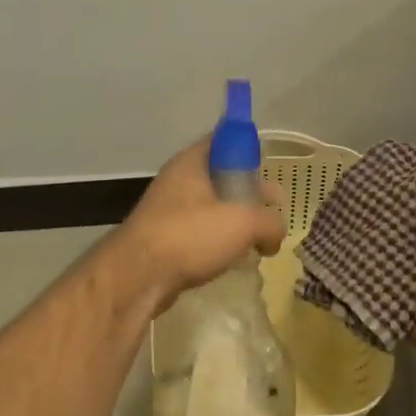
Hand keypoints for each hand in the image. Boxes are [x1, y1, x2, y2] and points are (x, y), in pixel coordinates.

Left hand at [112, 136, 284, 312]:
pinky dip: (219, 240)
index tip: (269, 165)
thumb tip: (276, 233)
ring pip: (211, 207)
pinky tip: (236, 257)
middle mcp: (177, 181)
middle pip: (221, 176)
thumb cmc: (191, 235)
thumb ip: (270, 222)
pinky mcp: (165, 241)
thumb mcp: (244, 223)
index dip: (248, 148)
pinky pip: (200, 233)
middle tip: (274, 204)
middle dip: (249, 190)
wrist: (138, 277)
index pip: (223, 139)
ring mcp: (168, 212)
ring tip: (261, 237)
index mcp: (192, 162)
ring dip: (236, 219)